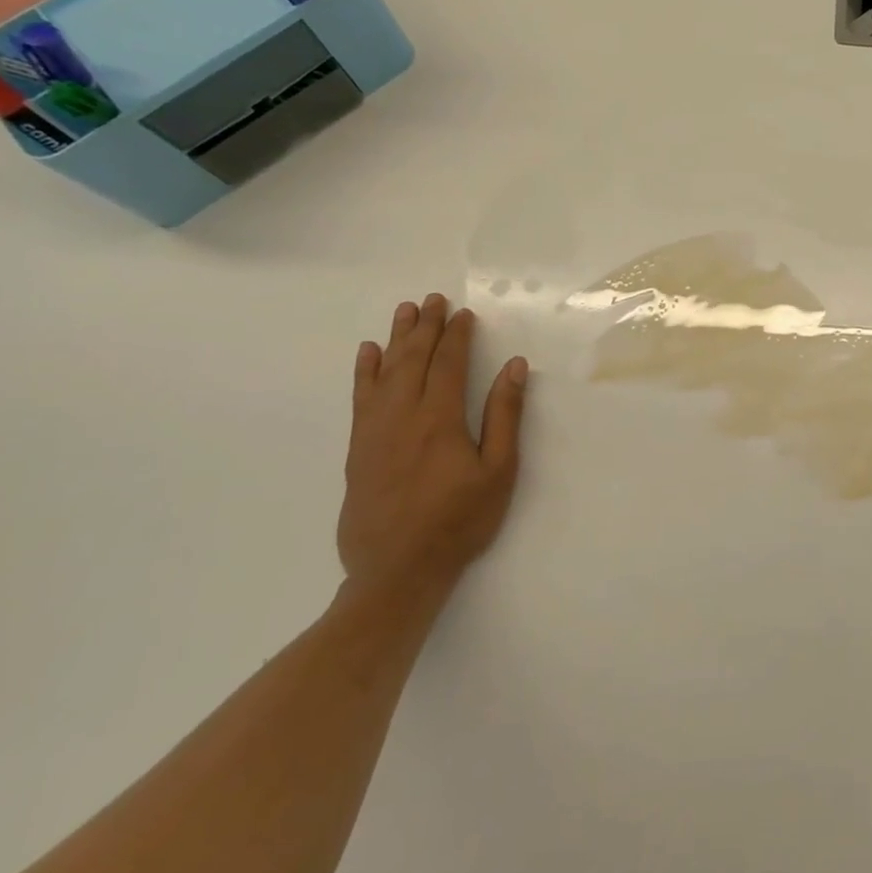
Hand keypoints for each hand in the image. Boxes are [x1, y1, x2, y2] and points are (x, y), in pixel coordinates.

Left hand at [338, 293, 526, 597]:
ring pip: (384, 373)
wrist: (396, 573)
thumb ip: (504, 415)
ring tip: (404, 312)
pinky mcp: (357, 450)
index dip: (457, 336)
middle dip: (426, 327)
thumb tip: (514, 367)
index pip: (448, 364)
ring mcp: (374, 432)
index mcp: (440, 419)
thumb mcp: (498, 471)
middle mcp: (403, 416)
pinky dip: (364, 372)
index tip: (464, 314)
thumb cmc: (458, 521)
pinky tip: (368, 354)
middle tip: (433, 299)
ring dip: (396, 339)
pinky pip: (360, 399)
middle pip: (413, 360)